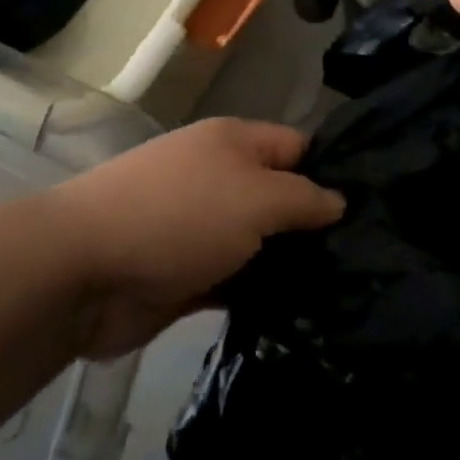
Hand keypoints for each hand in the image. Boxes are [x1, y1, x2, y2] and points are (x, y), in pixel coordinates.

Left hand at [50, 118, 343, 357]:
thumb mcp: (256, 197)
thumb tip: (339, 202)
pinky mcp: (186, 274)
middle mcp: (220, 178)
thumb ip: (304, 199)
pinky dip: (259, 294)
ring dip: (290, 266)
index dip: (335, 173)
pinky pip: (235, 280)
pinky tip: (301, 316)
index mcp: (235, 143)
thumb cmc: (180, 216)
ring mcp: (201, 228)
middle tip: (368, 260)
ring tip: (347, 293)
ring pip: (260, 243)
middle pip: (281, 197)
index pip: (299, 148)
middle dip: (316, 226)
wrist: (85, 269)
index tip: (375, 210)